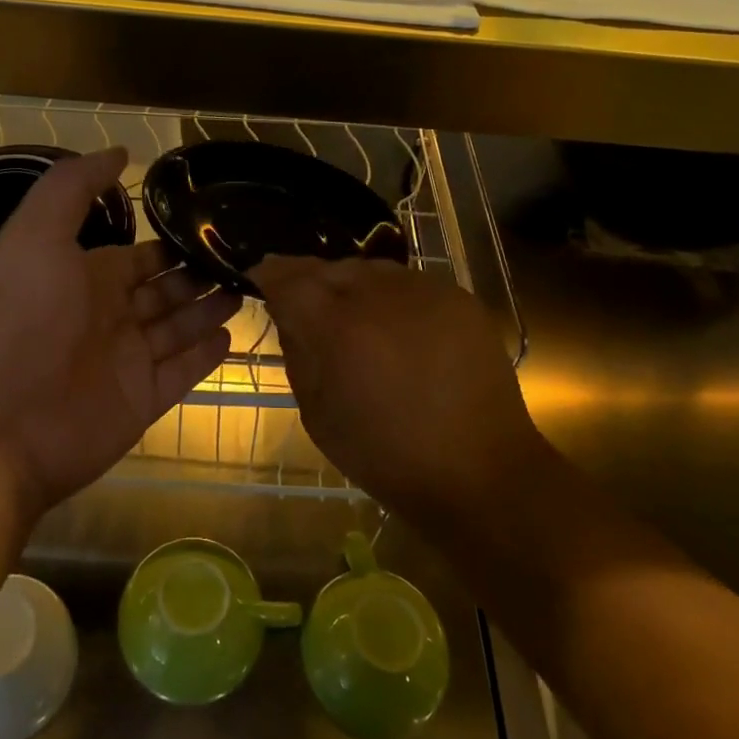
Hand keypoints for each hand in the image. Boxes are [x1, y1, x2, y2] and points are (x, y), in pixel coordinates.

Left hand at [0, 148, 238, 515]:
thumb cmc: (20, 316)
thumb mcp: (37, 233)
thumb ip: (73, 187)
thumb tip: (120, 150)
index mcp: (83, 278)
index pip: (138, 258)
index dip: (170, 245)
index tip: (211, 227)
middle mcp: (106, 317)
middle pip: (164, 291)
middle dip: (198, 275)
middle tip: (244, 258)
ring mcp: (126, 361)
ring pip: (178, 328)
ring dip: (209, 309)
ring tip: (246, 288)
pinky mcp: (142, 400)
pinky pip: (181, 372)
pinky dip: (204, 355)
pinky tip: (231, 335)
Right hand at [250, 256, 543, 528]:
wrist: (479, 471)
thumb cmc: (386, 456)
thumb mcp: (317, 414)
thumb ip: (297, 352)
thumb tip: (289, 314)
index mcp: (338, 326)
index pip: (288, 277)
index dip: (268, 274)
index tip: (259, 279)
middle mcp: (380, 294)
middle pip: (330, 267)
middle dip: (310, 281)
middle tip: (305, 306)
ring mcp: (425, 290)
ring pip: (371, 270)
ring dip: (352, 286)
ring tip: (354, 319)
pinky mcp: (459, 298)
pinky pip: (410, 283)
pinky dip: (392, 298)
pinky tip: (397, 329)